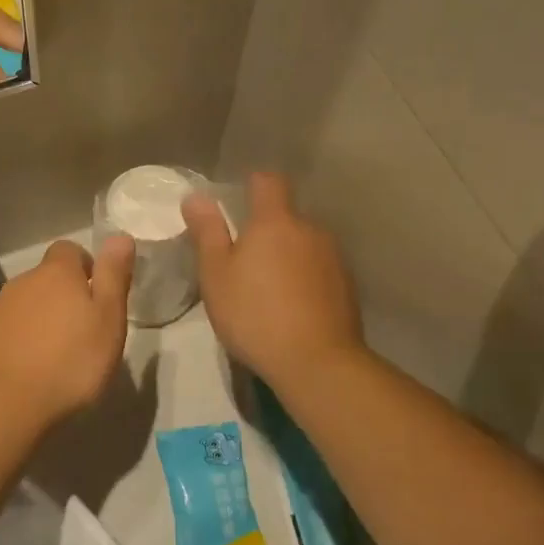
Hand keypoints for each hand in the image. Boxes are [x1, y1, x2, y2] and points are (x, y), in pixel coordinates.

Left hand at [0, 237, 135, 429]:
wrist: (7, 404)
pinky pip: (8, 330)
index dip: (85, 268)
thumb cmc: (71, 362)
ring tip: (58, 356)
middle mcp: (22, 282)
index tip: (97, 298)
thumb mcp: (109, 319)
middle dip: (64, 297)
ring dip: (42, 320)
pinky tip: (31, 370)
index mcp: (56, 274)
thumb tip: (119, 235)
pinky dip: (21, 341)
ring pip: (27, 304)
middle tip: (83, 332)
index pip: (69, 250)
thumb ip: (113, 275)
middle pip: (47, 278)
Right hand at [182, 173, 362, 391]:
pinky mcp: (347, 286)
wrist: (317, 361)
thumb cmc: (254, 314)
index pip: (268, 182)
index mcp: (275, 222)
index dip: (253, 184)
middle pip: (287, 217)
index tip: (238, 200)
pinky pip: (319, 270)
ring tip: (267, 289)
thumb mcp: (217, 275)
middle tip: (243, 261)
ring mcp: (333, 258)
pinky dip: (305, 279)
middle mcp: (310, 230)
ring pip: (304, 245)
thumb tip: (196, 196)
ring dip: (287, 256)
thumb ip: (207, 233)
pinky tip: (292, 308)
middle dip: (267, 230)